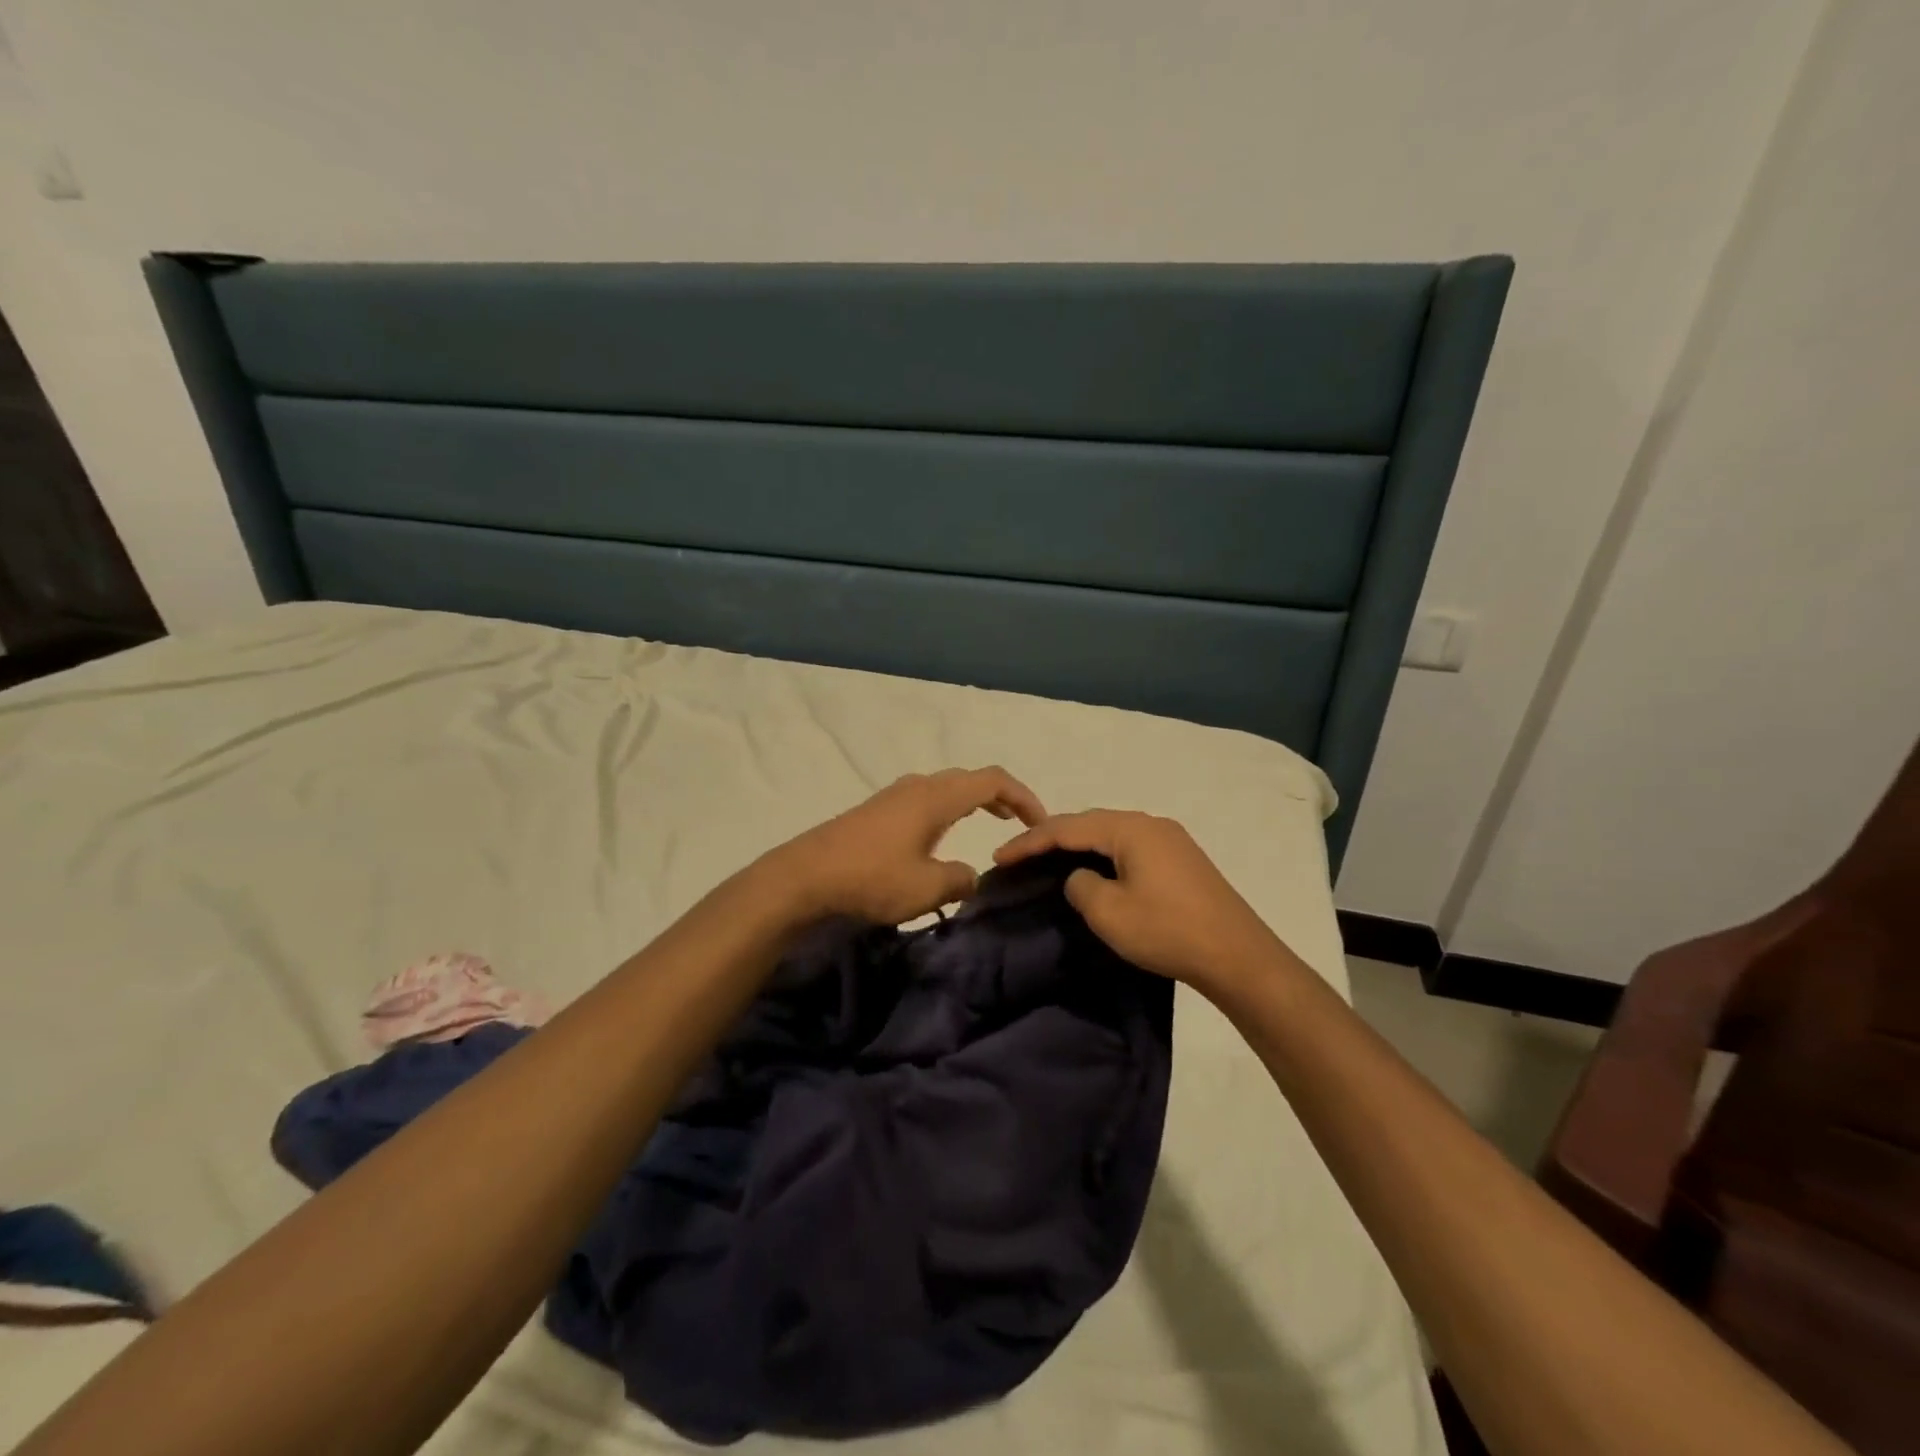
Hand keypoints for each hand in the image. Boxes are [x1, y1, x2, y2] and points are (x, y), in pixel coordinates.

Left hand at [772, 767, 1046, 923]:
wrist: (803, 877)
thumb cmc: (870, 879)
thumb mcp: (927, 889)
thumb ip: (961, 880)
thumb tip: (969, 876)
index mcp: (936, 797)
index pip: (992, 781)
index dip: (1023, 797)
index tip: (1040, 823)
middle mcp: (917, 787)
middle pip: (969, 779)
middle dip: (1000, 797)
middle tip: (1018, 824)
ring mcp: (892, 796)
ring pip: (945, 788)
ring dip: (972, 802)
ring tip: (987, 825)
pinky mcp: (875, 811)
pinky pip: (924, 800)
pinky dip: (947, 810)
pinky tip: (940, 837)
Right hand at [993, 809, 1286, 992]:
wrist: (1239, 956)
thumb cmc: (1168, 931)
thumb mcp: (1109, 913)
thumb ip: (1080, 886)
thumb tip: (1079, 877)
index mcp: (1130, 829)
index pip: (1067, 828)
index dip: (1029, 841)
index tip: (999, 856)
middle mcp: (1151, 823)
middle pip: (1090, 824)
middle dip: (1051, 838)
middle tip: (1019, 855)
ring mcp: (1171, 840)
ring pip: (1111, 834)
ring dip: (1078, 845)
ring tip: (1048, 859)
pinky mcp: (1182, 860)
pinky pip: (1130, 847)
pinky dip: (1103, 855)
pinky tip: (1094, 869)